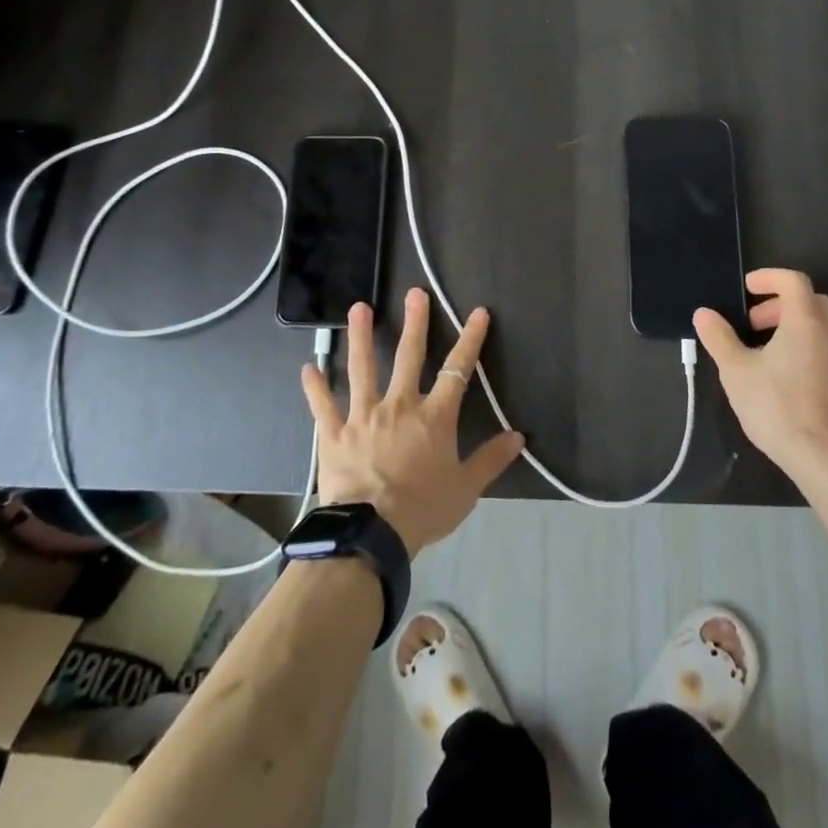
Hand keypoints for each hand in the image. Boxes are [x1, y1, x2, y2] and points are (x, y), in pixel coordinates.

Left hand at [300, 289, 524, 557]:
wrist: (371, 533)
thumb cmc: (423, 509)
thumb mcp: (466, 488)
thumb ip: (491, 459)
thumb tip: (519, 436)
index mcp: (434, 416)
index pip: (458, 370)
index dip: (470, 339)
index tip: (478, 313)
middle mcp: (399, 405)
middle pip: (409, 356)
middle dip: (415, 323)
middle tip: (414, 293)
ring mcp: (363, 416)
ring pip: (362, 368)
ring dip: (361, 336)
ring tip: (358, 308)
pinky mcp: (334, 434)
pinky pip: (323, 406)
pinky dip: (315, 387)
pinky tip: (308, 367)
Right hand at [693, 268, 827, 482]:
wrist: (826, 458)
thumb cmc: (778, 406)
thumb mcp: (736, 371)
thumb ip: (719, 337)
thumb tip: (704, 314)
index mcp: (806, 322)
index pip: (794, 281)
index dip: (769, 277)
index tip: (747, 288)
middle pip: (810, 301)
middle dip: (780, 304)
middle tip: (752, 322)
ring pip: (821, 326)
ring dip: (793, 326)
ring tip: (763, 350)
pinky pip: (827, 348)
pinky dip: (805, 345)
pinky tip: (783, 375)